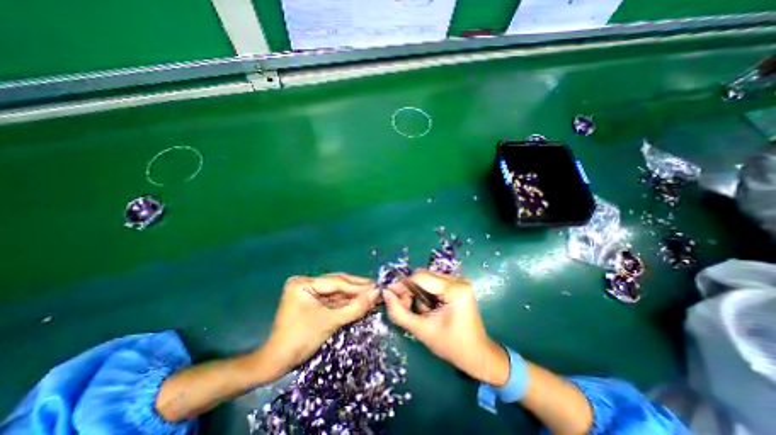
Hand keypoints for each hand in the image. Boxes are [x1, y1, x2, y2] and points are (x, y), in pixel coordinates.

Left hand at [261, 273, 380, 375]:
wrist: (278, 362)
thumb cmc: (300, 340)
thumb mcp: (330, 322)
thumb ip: (354, 307)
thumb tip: (376, 294)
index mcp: (303, 283)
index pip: (336, 282)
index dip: (358, 286)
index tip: (376, 287)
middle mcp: (306, 283)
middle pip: (337, 283)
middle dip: (358, 288)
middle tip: (377, 288)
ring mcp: (309, 291)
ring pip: (337, 290)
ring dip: (354, 294)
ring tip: (373, 294)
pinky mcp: (313, 300)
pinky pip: (334, 298)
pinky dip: (347, 301)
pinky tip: (361, 300)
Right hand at [381, 271, 510, 385]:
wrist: (478, 355)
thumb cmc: (451, 346)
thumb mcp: (421, 330)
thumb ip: (399, 312)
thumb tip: (385, 293)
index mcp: (454, 290)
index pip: (420, 277)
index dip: (403, 285)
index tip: (391, 295)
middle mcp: (459, 280)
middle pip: (423, 275)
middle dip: (410, 290)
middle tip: (406, 307)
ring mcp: (460, 281)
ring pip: (427, 278)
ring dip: (418, 292)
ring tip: (420, 312)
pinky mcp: (459, 284)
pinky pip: (435, 282)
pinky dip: (427, 292)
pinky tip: (429, 307)